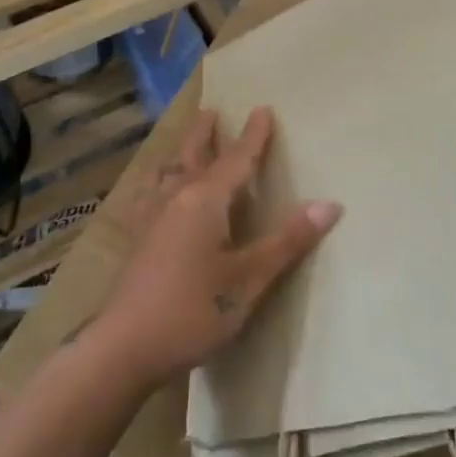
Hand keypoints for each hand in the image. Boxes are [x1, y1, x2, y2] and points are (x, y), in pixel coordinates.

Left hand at [90, 105, 339, 390]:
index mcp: (205, 200)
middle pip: (193, 155)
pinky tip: (150, 193)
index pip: (236, 159)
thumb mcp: (249, 279)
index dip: (253, 136)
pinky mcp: (137, 240)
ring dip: (180, 153)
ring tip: (184, 144)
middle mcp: (175, 198)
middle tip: (211, 111)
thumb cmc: (194, 311)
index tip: (262, 109)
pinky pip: (148, 195)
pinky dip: (155, 183)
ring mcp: (151, 218)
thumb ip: (288, 240)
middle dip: (205, 134)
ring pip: (167, 172)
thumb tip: (330, 204)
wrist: (125, 346)